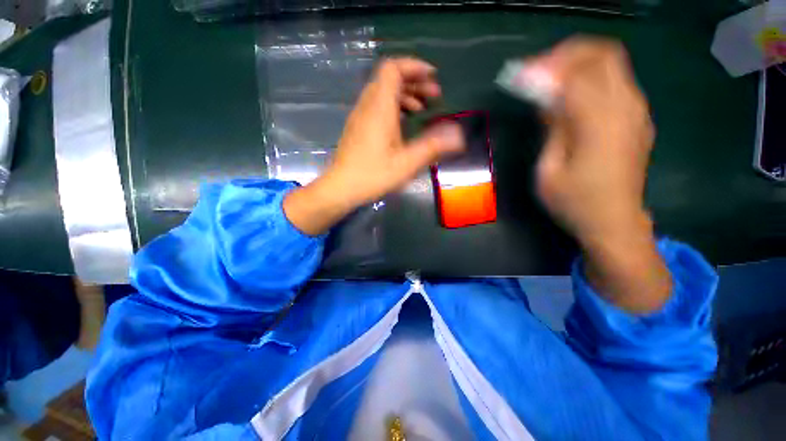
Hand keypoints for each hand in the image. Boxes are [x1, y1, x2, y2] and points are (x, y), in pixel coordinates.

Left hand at [284, 58, 464, 235]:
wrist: (341, 188)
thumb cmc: (374, 175)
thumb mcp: (407, 163)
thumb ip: (433, 146)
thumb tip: (459, 136)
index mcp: (380, 108)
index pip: (394, 68)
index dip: (414, 66)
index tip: (433, 77)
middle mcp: (367, 105)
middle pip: (390, 78)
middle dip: (415, 82)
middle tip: (434, 97)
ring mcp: (360, 116)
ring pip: (383, 92)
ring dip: (405, 95)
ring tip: (422, 110)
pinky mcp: (357, 127)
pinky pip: (376, 106)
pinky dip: (393, 107)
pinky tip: (403, 124)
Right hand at [533, 37, 670, 312]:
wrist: (615, 223)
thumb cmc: (574, 202)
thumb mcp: (549, 168)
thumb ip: (553, 128)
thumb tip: (547, 98)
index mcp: (600, 124)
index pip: (576, 74)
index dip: (546, 68)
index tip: (521, 75)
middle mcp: (627, 108)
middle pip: (603, 55)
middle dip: (567, 55)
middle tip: (539, 72)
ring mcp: (638, 112)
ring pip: (612, 64)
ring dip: (579, 64)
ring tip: (551, 81)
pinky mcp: (639, 118)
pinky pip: (617, 82)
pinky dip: (592, 78)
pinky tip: (572, 96)